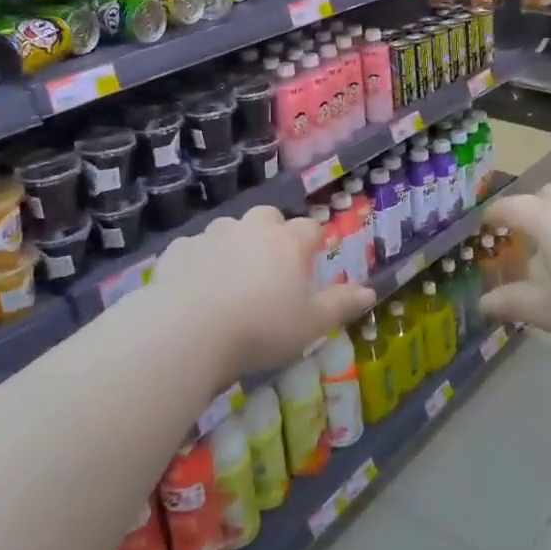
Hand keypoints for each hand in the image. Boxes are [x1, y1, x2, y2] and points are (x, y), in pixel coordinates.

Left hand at [149, 205, 372, 375]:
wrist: (187, 332)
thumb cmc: (260, 329)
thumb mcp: (310, 325)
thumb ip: (340, 305)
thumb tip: (371, 292)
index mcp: (287, 242)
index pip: (310, 228)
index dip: (313, 243)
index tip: (311, 262)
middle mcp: (252, 228)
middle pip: (269, 217)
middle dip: (273, 233)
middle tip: (271, 268)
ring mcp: (212, 234)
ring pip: (230, 228)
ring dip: (235, 243)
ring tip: (232, 278)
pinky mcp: (179, 248)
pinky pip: (196, 247)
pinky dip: (201, 259)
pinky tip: (197, 286)